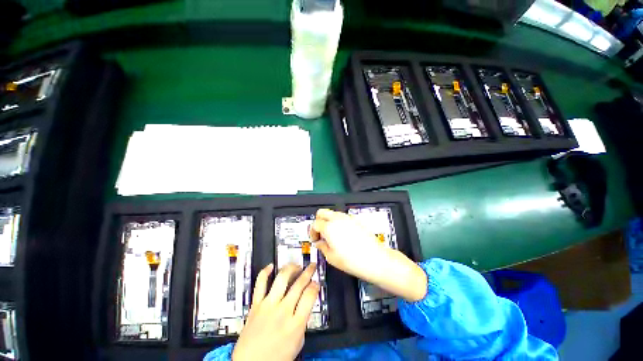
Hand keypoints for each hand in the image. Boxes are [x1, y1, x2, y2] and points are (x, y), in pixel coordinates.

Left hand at [232, 263, 319, 360]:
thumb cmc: (276, 358)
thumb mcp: (298, 343)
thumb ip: (303, 321)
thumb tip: (306, 303)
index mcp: (296, 324)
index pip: (310, 295)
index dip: (315, 286)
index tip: (316, 283)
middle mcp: (283, 311)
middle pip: (299, 284)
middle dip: (308, 271)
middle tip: (312, 266)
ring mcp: (268, 305)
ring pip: (282, 278)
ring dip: (291, 268)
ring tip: (297, 265)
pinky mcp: (255, 305)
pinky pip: (260, 284)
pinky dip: (265, 272)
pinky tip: (271, 266)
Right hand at [311, 209, 426, 301]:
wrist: (376, 259)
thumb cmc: (353, 261)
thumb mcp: (332, 257)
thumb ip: (322, 246)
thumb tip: (319, 242)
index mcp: (329, 227)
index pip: (314, 223)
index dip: (312, 232)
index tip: (315, 239)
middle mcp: (338, 219)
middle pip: (321, 212)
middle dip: (318, 221)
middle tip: (320, 233)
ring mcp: (347, 218)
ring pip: (332, 213)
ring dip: (328, 221)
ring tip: (331, 235)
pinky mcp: (355, 220)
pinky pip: (342, 217)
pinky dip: (338, 222)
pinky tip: (342, 234)